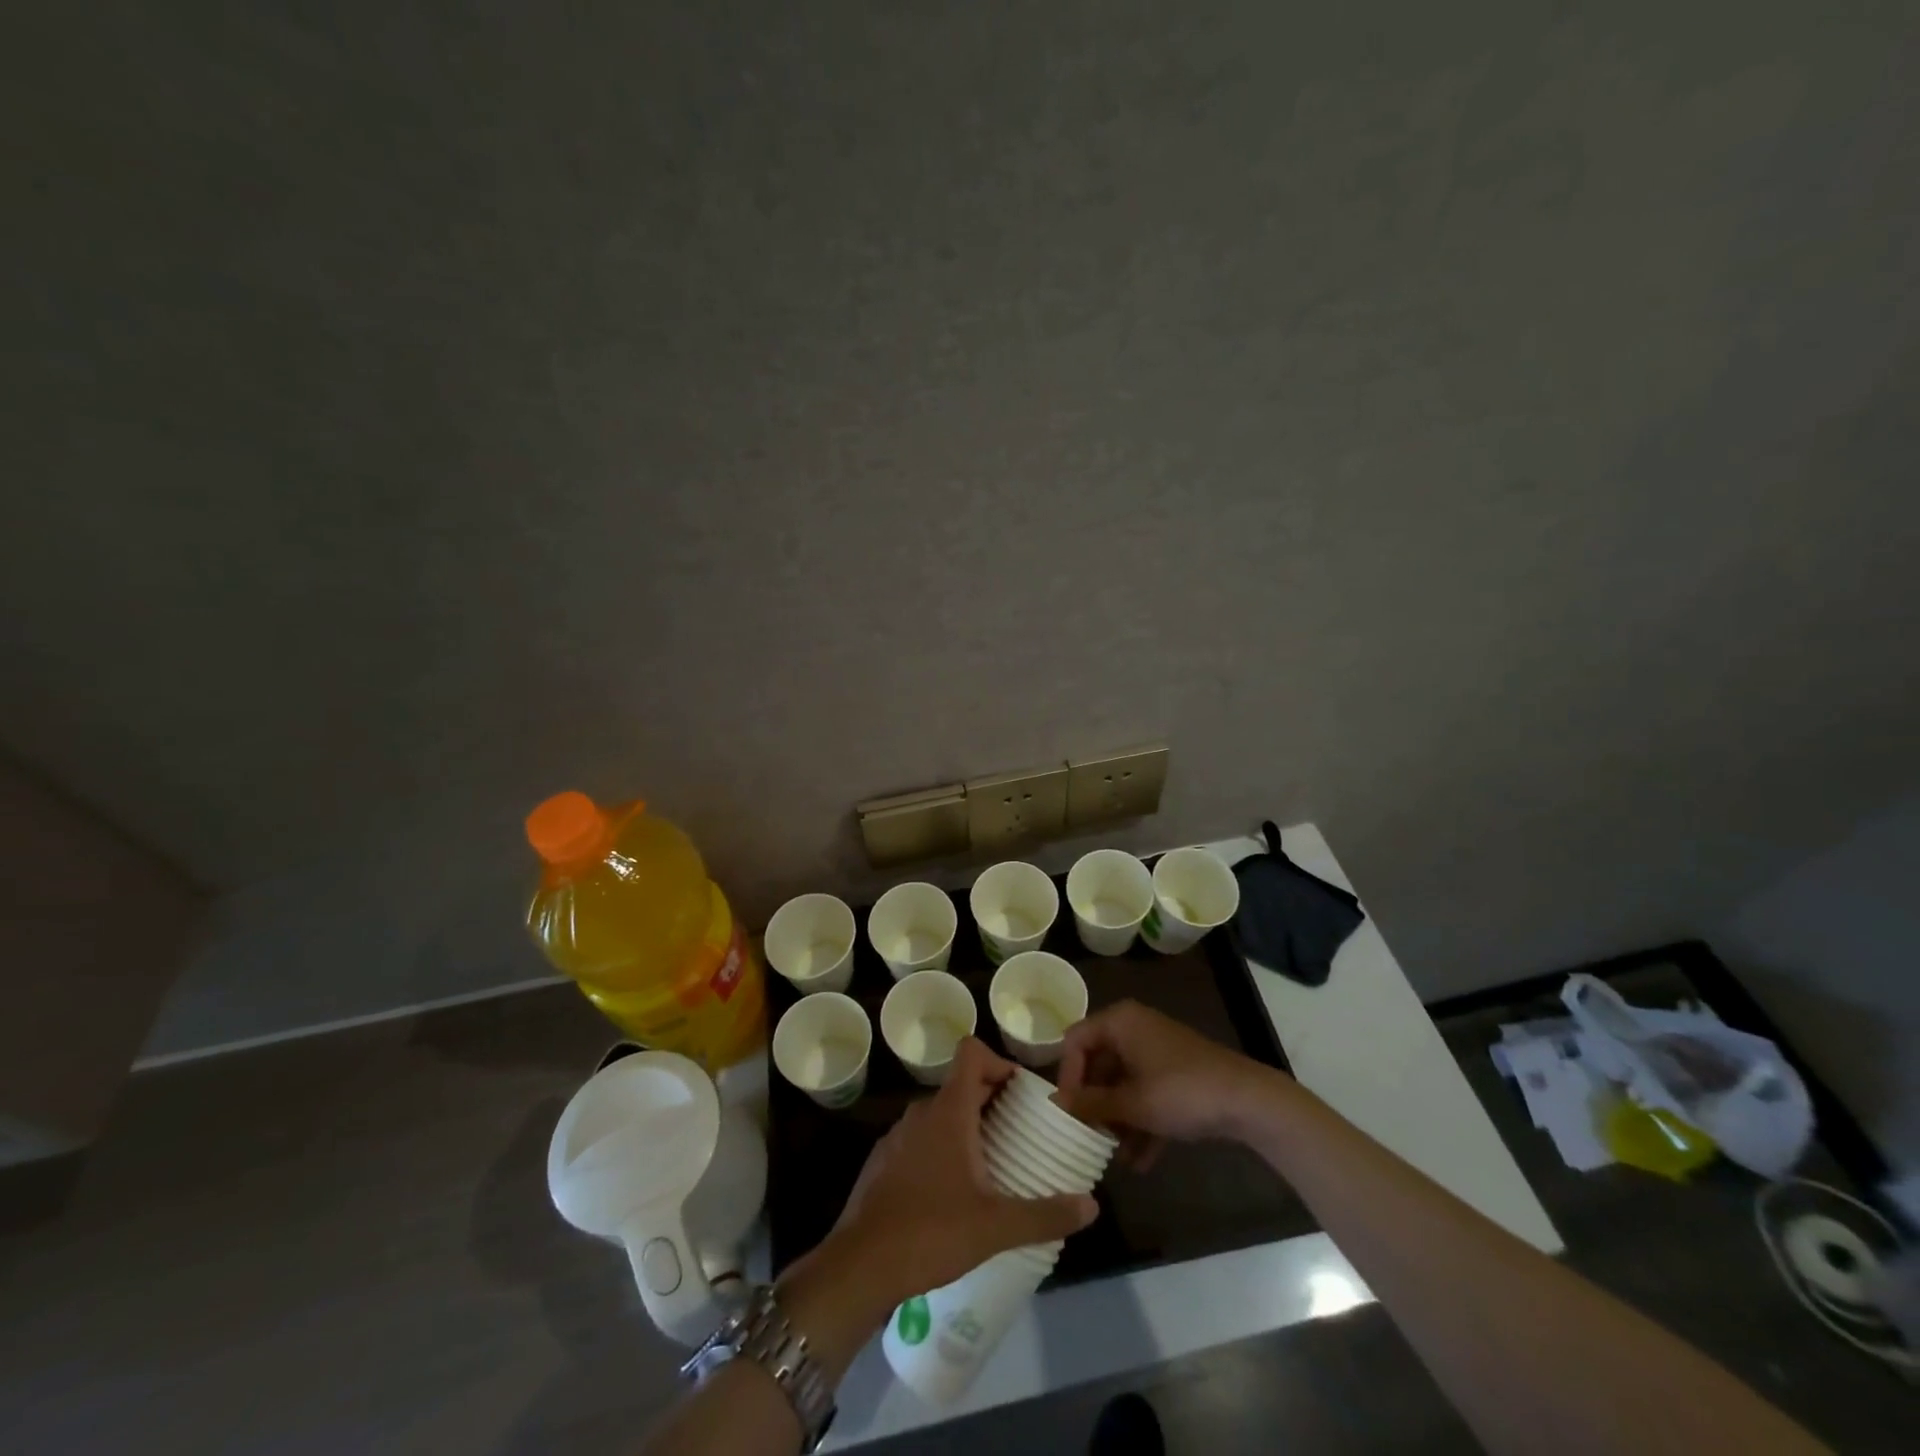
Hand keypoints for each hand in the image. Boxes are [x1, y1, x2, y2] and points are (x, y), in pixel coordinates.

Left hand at [814, 1037, 1098, 1308]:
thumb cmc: (930, 1232)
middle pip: (961, 1084)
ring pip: (939, 1113)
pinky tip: (952, 1191)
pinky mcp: (883, 1161)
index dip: (999, 1061)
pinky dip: (941, 1148)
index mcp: (949, 1111)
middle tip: (1019, 1132)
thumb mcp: (996, 1226)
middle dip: (992, 1100)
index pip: (972, 1053)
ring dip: (966, 1126)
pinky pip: (920, 1138)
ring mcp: (898, 1135)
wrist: (859, 1265)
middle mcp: (921, 1112)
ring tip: (991, 1163)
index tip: (1022, 1092)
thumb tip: (1091, 1206)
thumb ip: (1045, 1214)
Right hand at [1056, 1000, 1285, 1163]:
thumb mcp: (1131, 1102)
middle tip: (1087, 1137)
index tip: (1067, 1113)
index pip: (1075, 1041)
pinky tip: (1140, 1162)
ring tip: (1114, 1157)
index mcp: (1120, 1022)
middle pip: (1099, 1065)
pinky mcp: (1176, 1074)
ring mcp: (1157, 1052)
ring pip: (1124, 1084)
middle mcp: (1135, 1029)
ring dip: (1118, 1121)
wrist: (1247, 1101)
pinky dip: (1141, 1123)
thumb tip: (1057, 1105)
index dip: (1067, 1076)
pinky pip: (1147, 1094)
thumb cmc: (1180, 1092)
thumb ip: (1091, 1104)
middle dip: (1095, 1104)